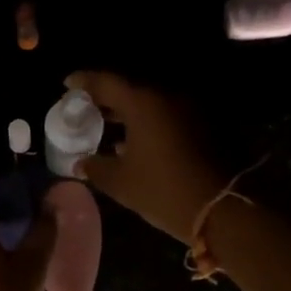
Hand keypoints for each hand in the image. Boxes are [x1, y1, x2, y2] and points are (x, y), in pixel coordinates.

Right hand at [64, 71, 226, 243]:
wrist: (223, 209)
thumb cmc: (163, 190)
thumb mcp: (121, 182)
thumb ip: (95, 167)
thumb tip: (81, 163)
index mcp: (143, 102)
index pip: (105, 82)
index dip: (83, 81)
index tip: (67, 84)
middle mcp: (168, 96)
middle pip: (130, 89)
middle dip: (106, 98)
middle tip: (86, 108)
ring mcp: (190, 109)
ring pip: (151, 102)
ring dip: (129, 111)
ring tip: (108, 125)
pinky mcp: (205, 125)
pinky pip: (168, 115)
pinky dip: (149, 122)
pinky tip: (136, 141)